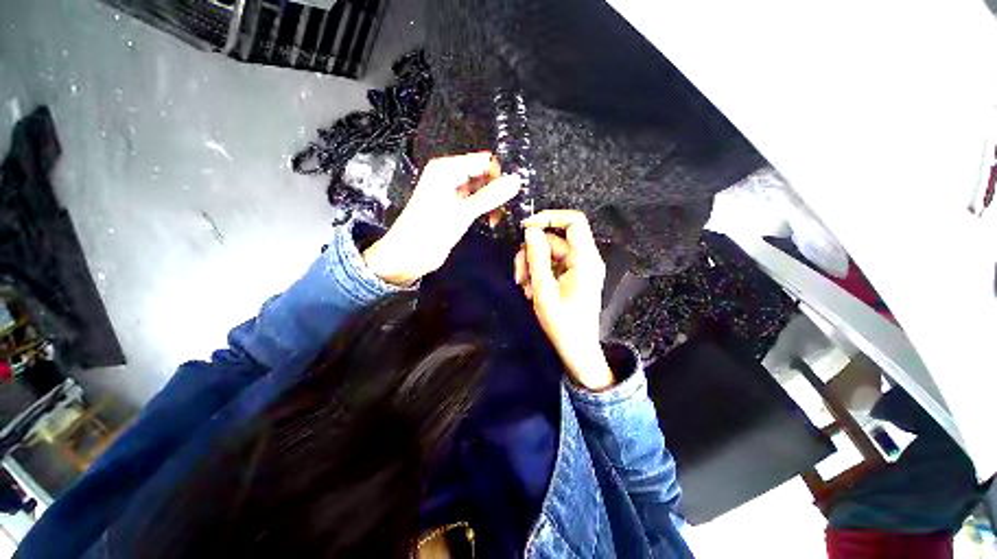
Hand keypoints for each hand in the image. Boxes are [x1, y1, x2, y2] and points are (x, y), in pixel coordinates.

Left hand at [363, 152, 520, 285]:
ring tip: (499, 217)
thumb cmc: (431, 230)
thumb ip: (490, 196)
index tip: (514, 191)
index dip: (499, 174)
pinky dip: (485, 210)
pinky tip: (492, 220)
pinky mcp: (455, 209)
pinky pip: (476, 203)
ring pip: (481, 190)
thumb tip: (516, 180)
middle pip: (483, 175)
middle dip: (497, 189)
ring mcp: (453, 193)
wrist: (408, 256)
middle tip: (509, 206)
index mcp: (446, 169)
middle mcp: (450, 176)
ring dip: (493, 202)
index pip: (483, 161)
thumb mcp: (463, 212)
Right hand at [514, 210, 613, 390]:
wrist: (577, 349)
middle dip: (532, 253)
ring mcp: (578, 268)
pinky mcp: (572, 276)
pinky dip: (538, 274)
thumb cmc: (563, 324)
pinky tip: (531, 290)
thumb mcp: (544, 290)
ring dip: (532, 266)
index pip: (574, 221)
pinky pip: (552, 265)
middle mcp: (585, 259)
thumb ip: (537, 258)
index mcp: (585, 260)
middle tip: (518, 274)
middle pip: (554, 240)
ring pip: (549, 253)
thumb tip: (530, 231)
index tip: (526, 228)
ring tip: (524, 286)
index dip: (549, 217)